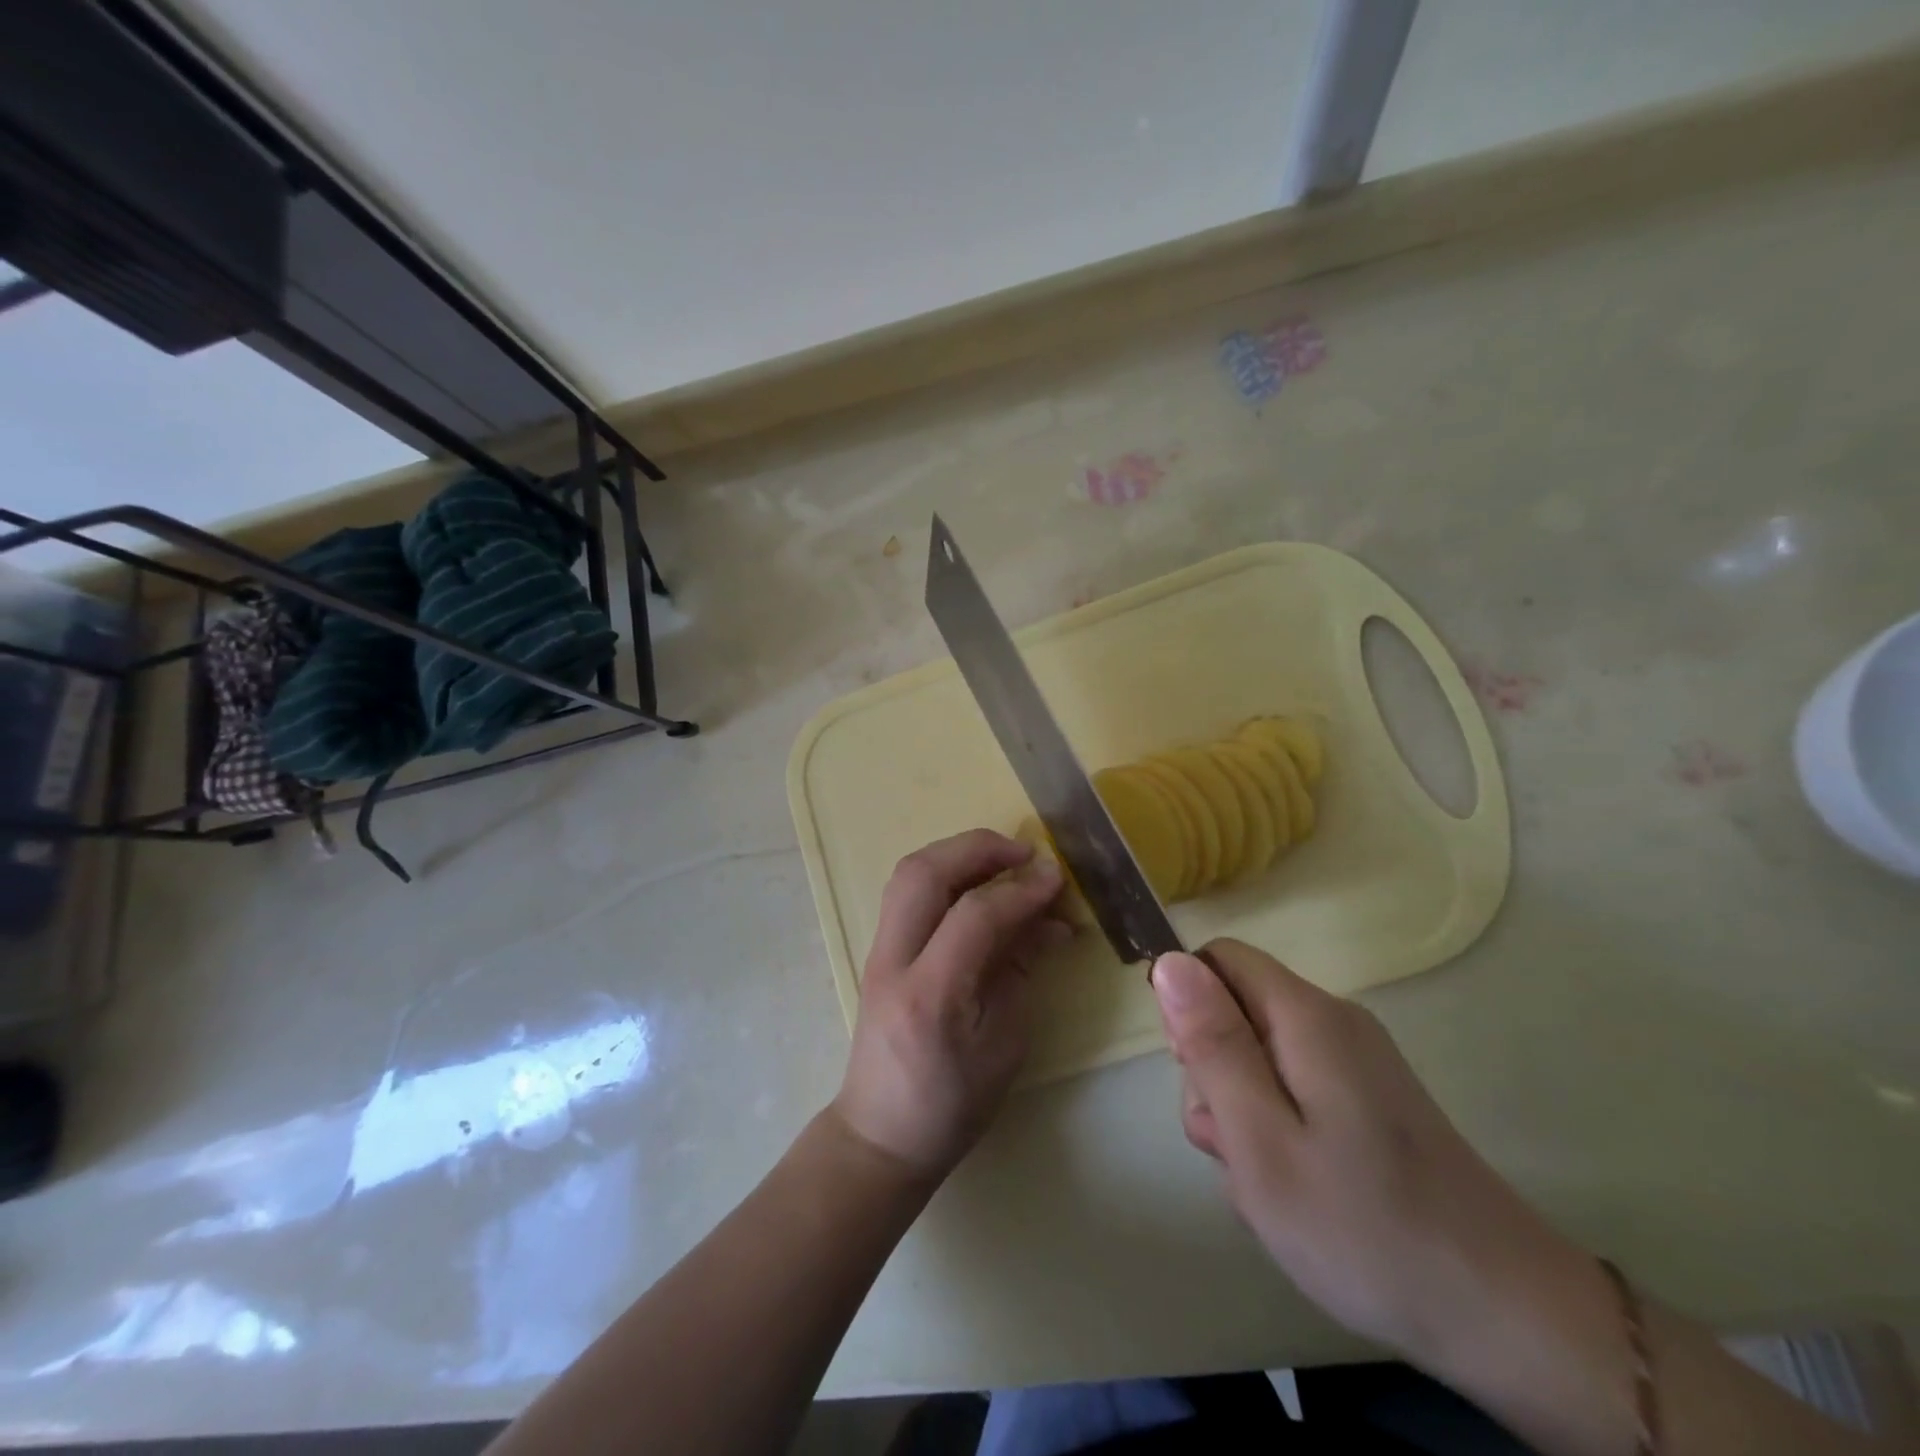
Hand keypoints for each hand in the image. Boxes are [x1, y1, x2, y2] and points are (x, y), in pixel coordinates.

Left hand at [830, 829, 1068, 1181]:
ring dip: (958, 854)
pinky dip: (946, 873)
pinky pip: (908, 891)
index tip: (1057, 879)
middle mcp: (894, 961)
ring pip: (909, 872)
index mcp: (931, 995)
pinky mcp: (878, 949)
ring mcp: (877, 952)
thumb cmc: (952, 1104)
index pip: (974, 915)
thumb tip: (1047, 919)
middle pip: (925, 873)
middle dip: (978, 849)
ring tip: (1004, 861)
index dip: (1020, 890)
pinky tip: (979, 884)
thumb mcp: (1004, 1045)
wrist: (880, 1133)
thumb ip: (1020, 971)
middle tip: (1025, 854)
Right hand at [1149, 940, 1607, 1381]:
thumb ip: (1212, 1045)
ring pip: (1260, 1056)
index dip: (1189, 1006)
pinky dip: (1277, 1130)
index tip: (1196, 1076)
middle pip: (1237, 1010)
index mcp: (1305, 1016)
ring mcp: (1357, 1061)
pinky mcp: (1370, 1099)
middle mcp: (1333, 1021)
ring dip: (1242, 1111)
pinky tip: (1294, 1188)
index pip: (1218, 959)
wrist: (1506, 1316)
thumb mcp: (1261, 1139)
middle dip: (1215, 1072)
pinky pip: (1294, 1089)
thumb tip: (1170, 960)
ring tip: (1266, 1182)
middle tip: (1234, 1146)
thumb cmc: (1363, 1227)